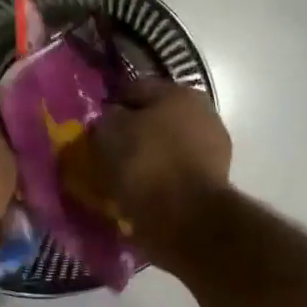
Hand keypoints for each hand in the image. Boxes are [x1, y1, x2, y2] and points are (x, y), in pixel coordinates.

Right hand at [89, 81, 231, 259]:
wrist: (185, 217)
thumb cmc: (146, 163)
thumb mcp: (110, 131)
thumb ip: (107, 118)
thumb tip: (111, 119)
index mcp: (179, 92)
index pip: (134, 89)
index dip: (111, 105)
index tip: (93, 125)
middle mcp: (202, 114)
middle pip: (155, 119)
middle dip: (131, 132)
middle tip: (105, 151)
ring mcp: (212, 149)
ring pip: (165, 147)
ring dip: (145, 158)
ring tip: (118, 177)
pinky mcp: (212, 181)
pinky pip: (174, 173)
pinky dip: (157, 180)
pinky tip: (137, 193)